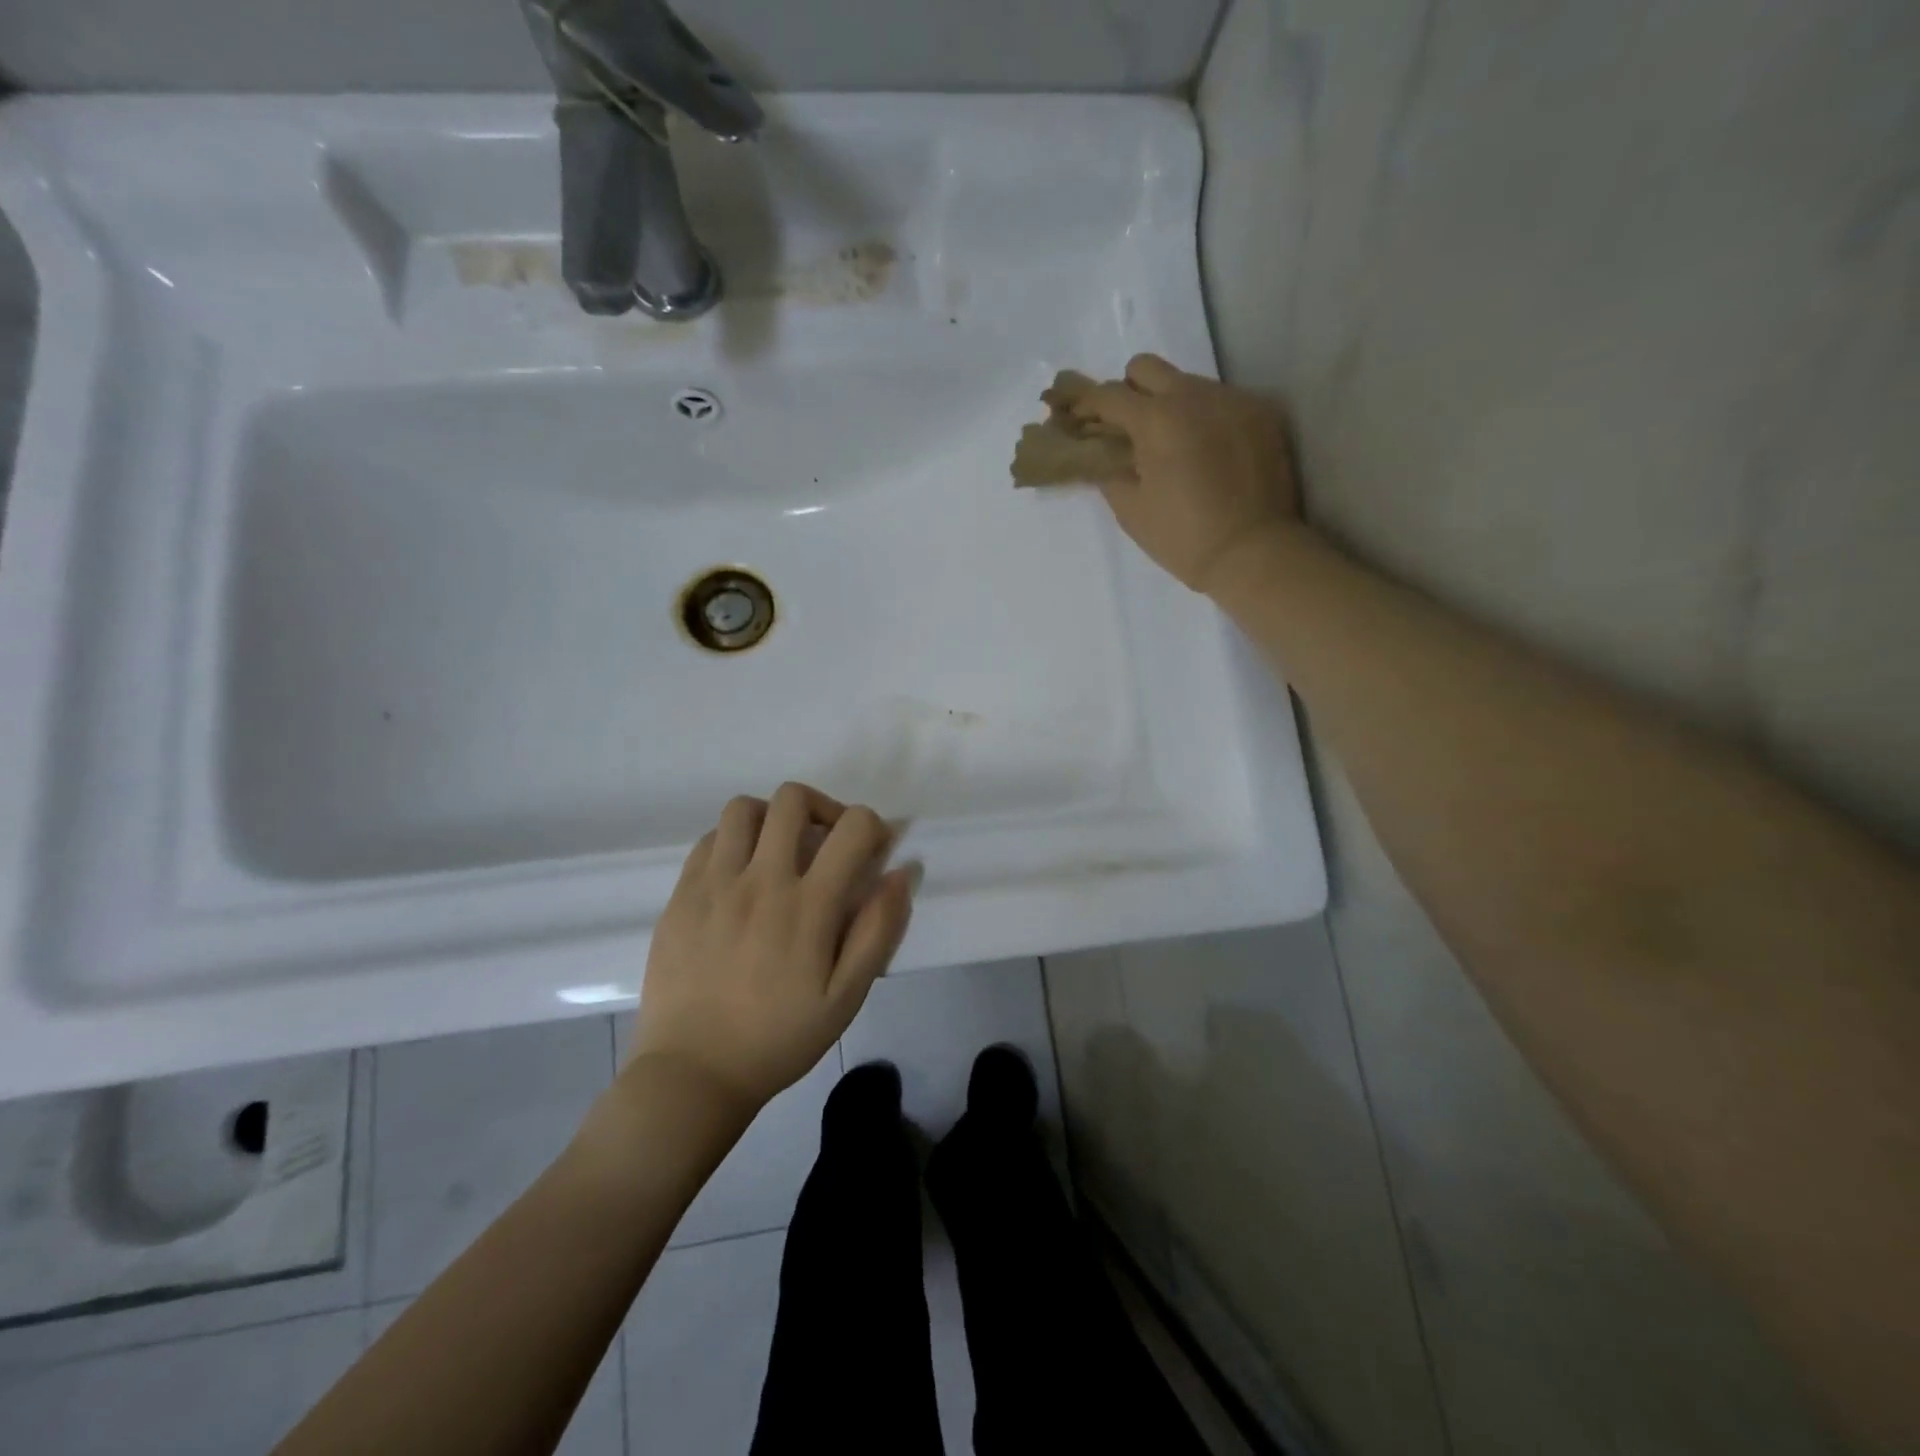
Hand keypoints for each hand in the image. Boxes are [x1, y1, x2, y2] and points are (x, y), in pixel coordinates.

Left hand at [628, 782, 916, 1117]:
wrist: (693, 1073)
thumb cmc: (779, 1038)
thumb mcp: (846, 996)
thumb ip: (879, 929)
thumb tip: (902, 871)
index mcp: (808, 905)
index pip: (852, 826)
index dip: (872, 825)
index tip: (872, 850)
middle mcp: (761, 880)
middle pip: (793, 799)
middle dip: (822, 808)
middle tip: (826, 842)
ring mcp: (714, 884)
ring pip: (743, 808)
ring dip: (772, 818)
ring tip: (779, 851)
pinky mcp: (681, 895)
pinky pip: (709, 840)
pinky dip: (734, 842)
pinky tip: (740, 876)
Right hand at [1070, 353, 1300, 591]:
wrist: (1253, 553)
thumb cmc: (1182, 537)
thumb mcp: (1130, 510)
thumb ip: (1109, 471)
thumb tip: (1102, 453)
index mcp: (1156, 419)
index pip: (1108, 395)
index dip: (1085, 405)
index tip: (1076, 420)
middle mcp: (1195, 396)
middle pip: (1146, 368)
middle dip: (1127, 392)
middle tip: (1126, 429)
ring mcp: (1233, 400)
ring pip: (1187, 382)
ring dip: (1169, 405)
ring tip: (1172, 446)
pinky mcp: (1262, 413)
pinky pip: (1221, 401)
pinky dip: (1204, 418)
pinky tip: (1207, 453)